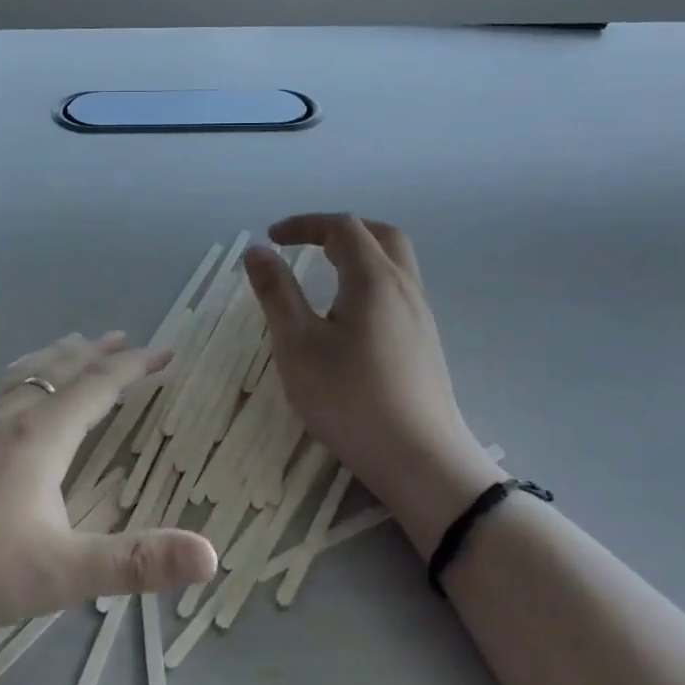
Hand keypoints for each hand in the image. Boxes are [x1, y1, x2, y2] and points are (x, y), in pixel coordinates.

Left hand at [0, 333, 217, 632]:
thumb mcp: (61, 573)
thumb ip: (136, 562)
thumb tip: (211, 554)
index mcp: (42, 434)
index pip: (99, 385)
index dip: (135, 366)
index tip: (163, 352)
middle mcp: (8, 414)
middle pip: (60, 368)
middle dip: (97, 352)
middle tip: (121, 336)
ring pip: (23, 373)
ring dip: (56, 356)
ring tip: (71, 344)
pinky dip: (17, 374)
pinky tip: (3, 390)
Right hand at [243, 214, 503, 556]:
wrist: (420, 461)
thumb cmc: (350, 399)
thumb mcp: (297, 344)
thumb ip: (276, 293)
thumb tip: (258, 251)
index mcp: (374, 279)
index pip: (342, 228)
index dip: (304, 224)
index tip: (272, 238)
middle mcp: (405, 288)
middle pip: (380, 235)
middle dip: (339, 230)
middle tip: (305, 244)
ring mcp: (421, 316)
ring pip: (394, 263)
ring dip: (358, 255)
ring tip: (322, 277)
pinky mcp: (426, 343)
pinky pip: (398, 291)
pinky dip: (369, 281)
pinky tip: (348, 317)